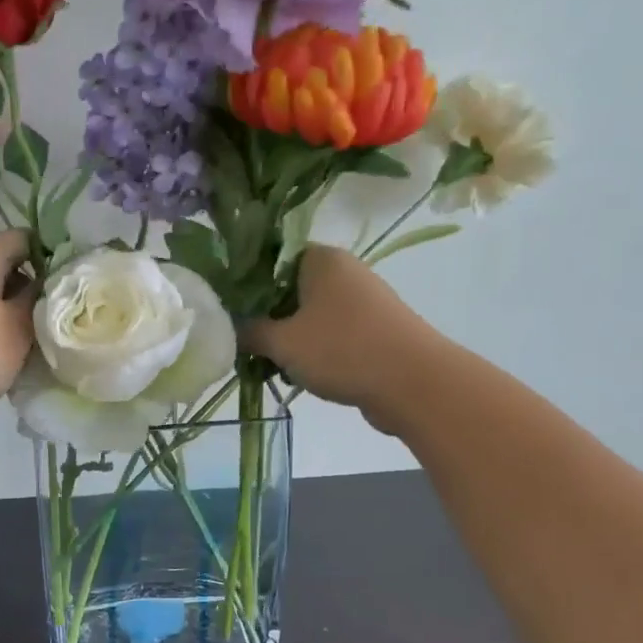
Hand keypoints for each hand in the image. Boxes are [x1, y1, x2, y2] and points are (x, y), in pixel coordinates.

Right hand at [241, 247, 436, 433]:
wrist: (415, 384)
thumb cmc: (342, 350)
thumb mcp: (281, 342)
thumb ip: (248, 331)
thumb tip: (227, 328)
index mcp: (320, 258)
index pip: (270, 258)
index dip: (245, 283)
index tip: (227, 310)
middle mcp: (344, 271)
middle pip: (288, 289)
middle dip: (265, 317)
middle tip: (243, 342)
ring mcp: (363, 301)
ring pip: (309, 315)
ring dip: (288, 338)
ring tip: (268, 365)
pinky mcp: (374, 330)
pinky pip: (331, 334)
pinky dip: (314, 351)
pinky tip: (299, 375)